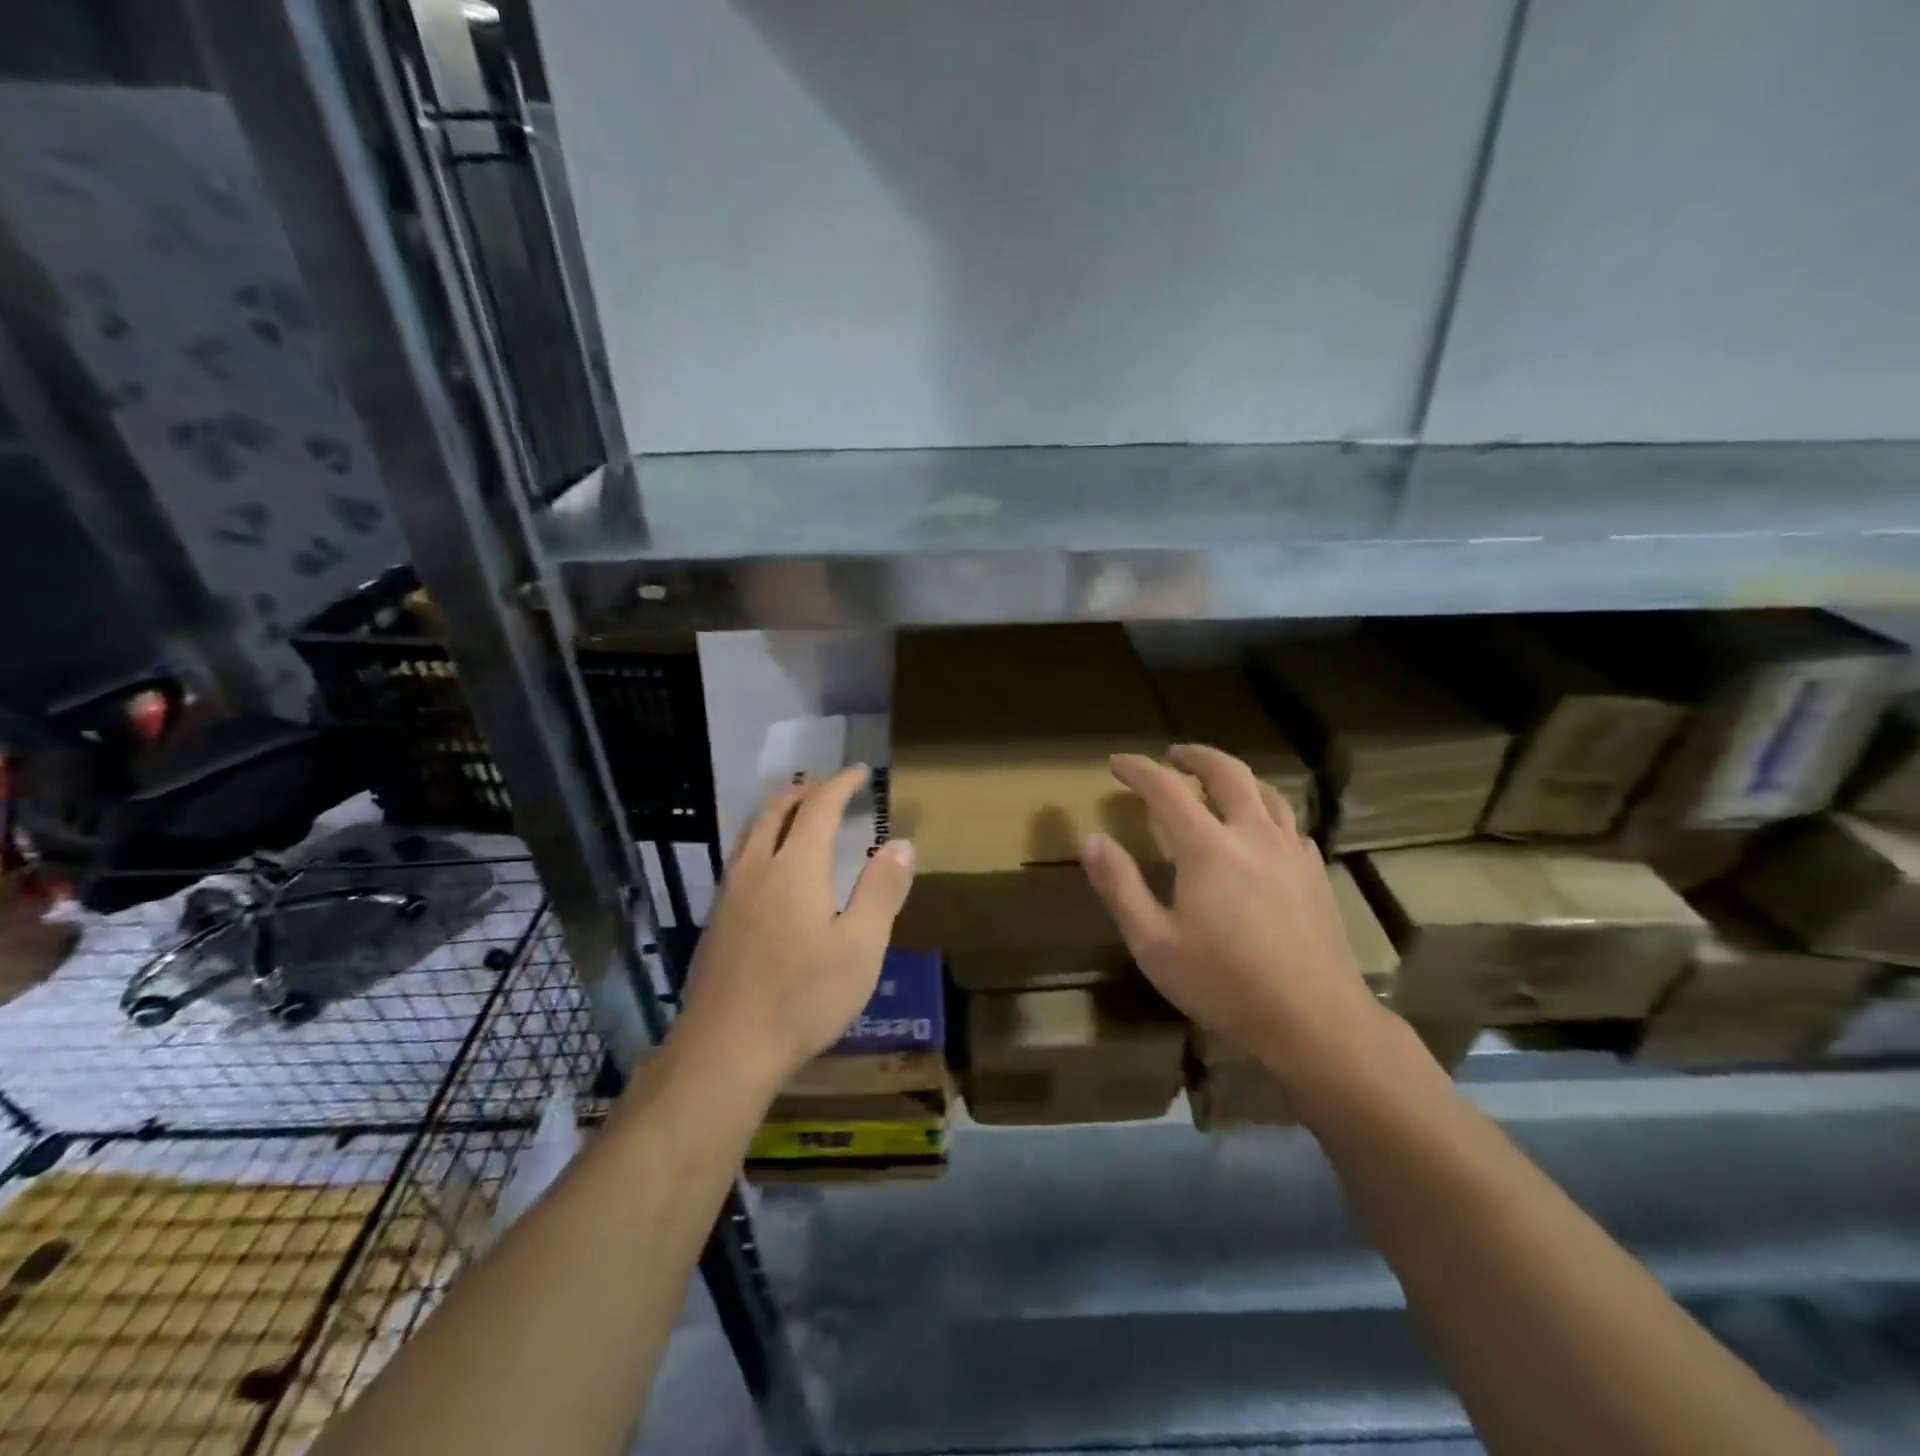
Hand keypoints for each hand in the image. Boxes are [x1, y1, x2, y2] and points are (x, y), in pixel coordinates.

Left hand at [675, 767, 915, 1088]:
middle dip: (807, 791)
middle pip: (778, 810)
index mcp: (795, 866)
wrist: (725, 1048)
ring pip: (752, 831)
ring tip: (801, 814)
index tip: (861, 773)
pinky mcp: (716, 919)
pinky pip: (741, 857)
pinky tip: (771, 868)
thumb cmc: (804, 996)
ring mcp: (730, 893)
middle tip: (832, 788)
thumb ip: (881, 891)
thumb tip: (902, 844)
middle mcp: (757, 867)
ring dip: (780, 811)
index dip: (841, 785)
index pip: (820, 807)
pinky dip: (763, 839)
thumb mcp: (861, 946)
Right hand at [1081, 744, 1386, 1069]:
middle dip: (1196, 756)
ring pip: (1266, 792)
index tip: (1117, 762)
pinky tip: (1260, 831)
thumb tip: (1090, 838)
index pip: (1166, 789)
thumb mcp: (1154, 943)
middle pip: (1227, 772)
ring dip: (1235, 776)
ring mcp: (1291, 852)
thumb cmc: (1225, 984)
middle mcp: (1253, 835)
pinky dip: (1265, 811)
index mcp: (1208, 848)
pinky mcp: (1316, 873)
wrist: (1315, 1022)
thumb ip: (1120, 886)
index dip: (1138, 770)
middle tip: (1173, 756)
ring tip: (1216, 782)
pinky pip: (1289, 823)